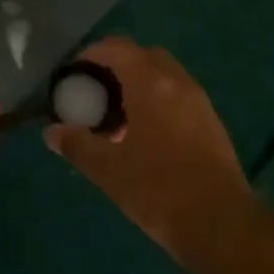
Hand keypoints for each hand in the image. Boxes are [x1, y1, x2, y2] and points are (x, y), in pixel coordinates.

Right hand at [44, 39, 257, 265]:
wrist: (222, 225)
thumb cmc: (159, 190)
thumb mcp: (109, 170)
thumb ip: (77, 144)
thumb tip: (52, 131)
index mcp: (151, 83)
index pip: (117, 48)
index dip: (92, 54)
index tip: (74, 74)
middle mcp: (177, 82)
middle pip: (143, 56)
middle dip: (117, 66)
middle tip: (96, 93)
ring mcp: (199, 101)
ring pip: (164, 76)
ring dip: (139, 84)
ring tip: (118, 118)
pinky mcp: (212, 123)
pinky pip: (178, 96)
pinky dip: (158, 101)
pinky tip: (145, 137)